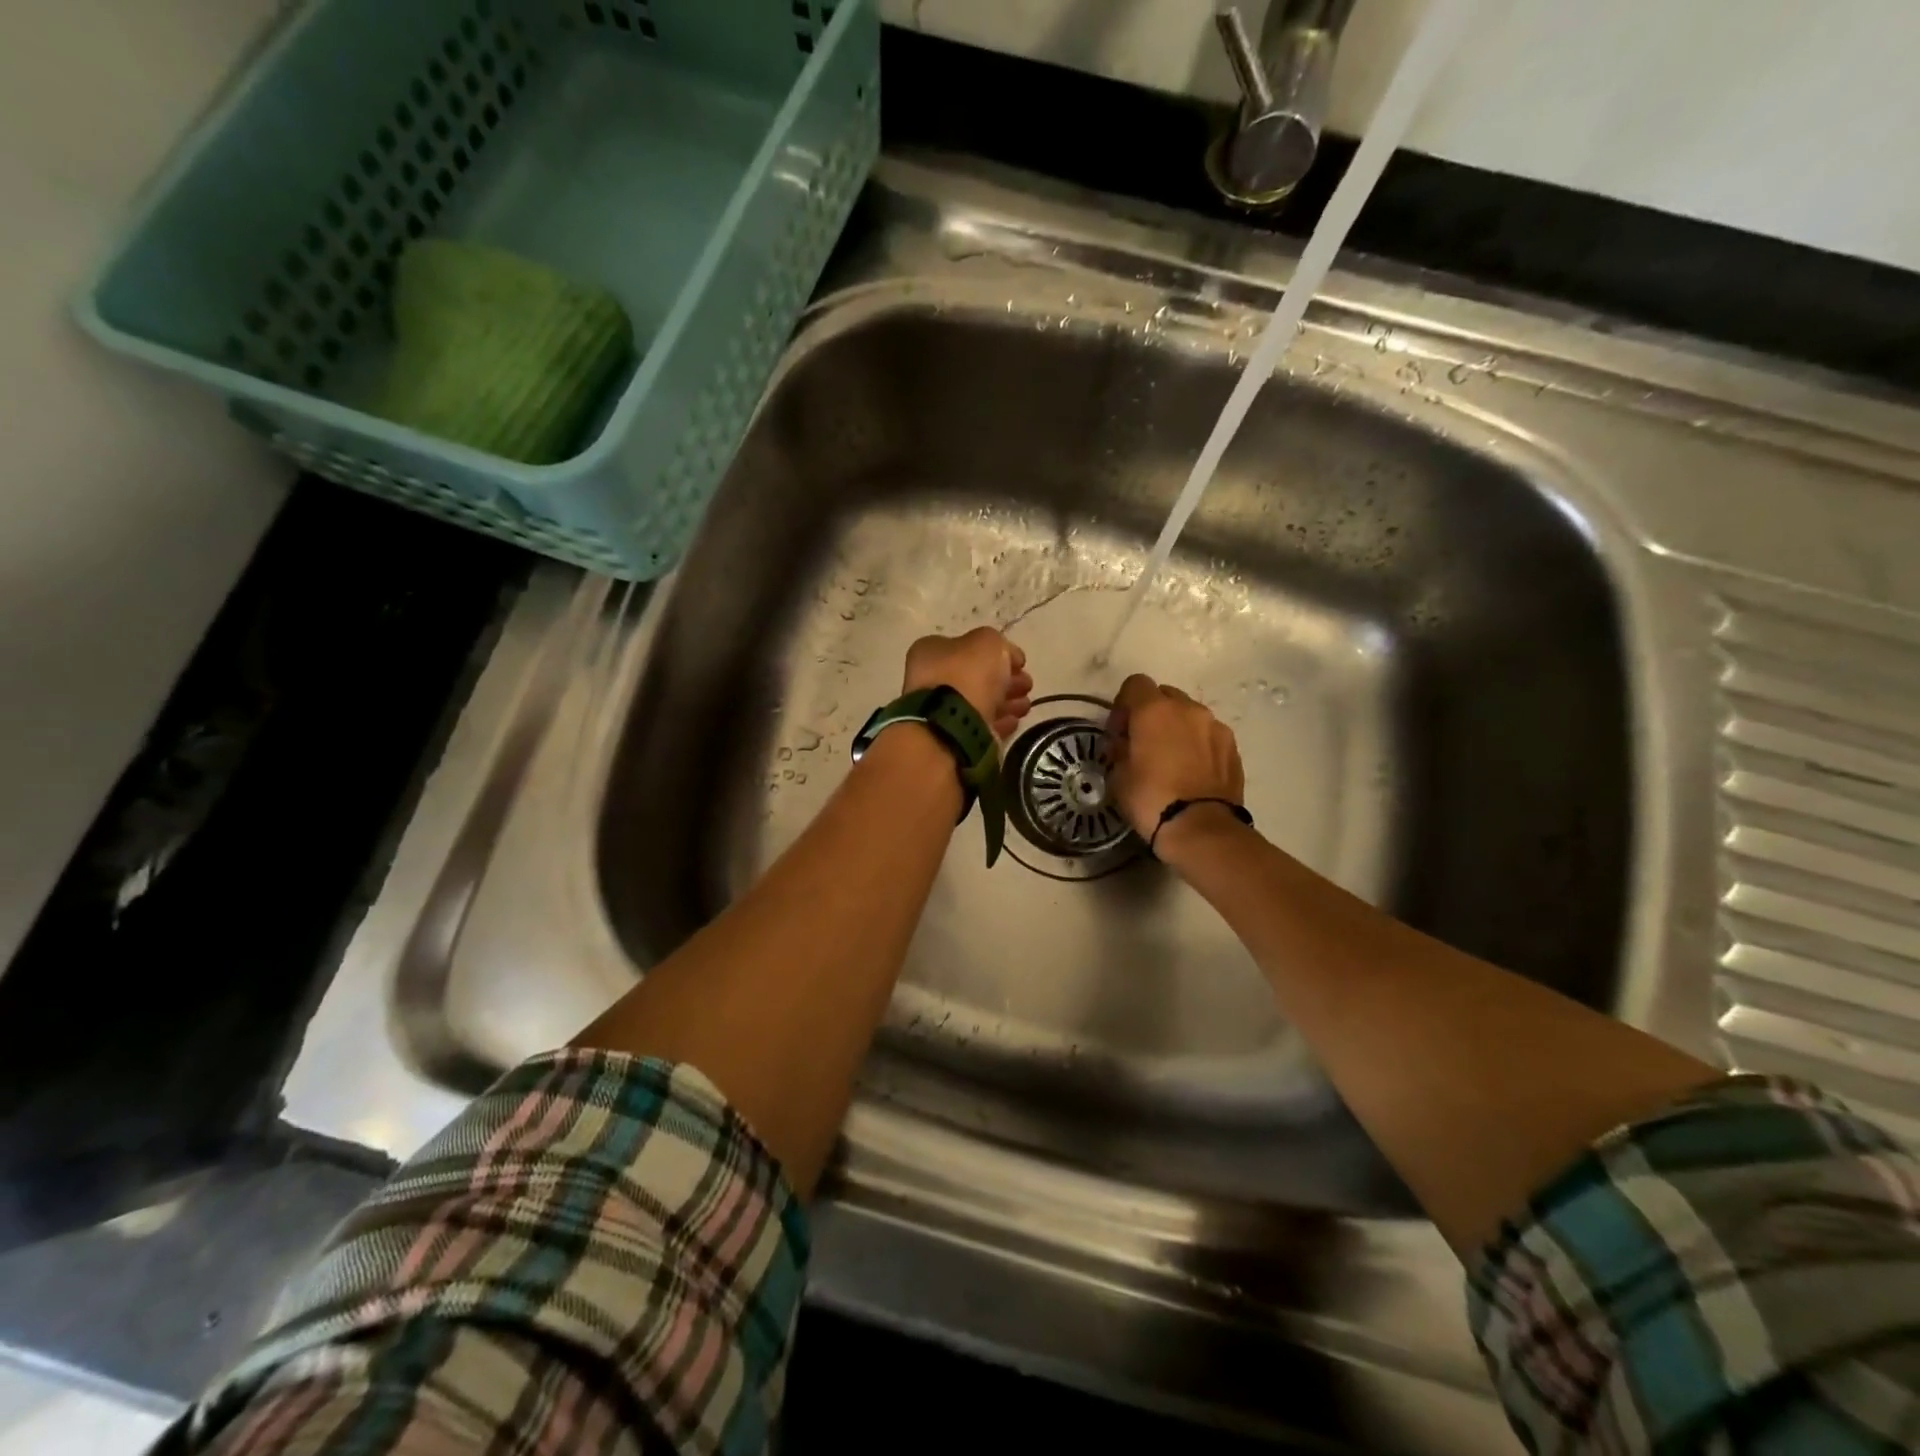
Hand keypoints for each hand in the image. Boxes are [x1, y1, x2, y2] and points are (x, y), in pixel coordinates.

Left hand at [903, 627, 1033, 739]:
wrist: (952, 724)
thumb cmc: (966, 674)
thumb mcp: (988, 642)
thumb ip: (999, 645)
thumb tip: (1009, 657)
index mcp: (931, 651)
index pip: (967, 647)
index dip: (997, 653)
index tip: (1020, 664)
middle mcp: (930, 679)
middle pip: (975, 676)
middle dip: (1005, 680)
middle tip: (1027, 685)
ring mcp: (939, 710)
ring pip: (979, 702)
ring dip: (1005, 702)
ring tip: (1025, 706)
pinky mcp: (952, 736)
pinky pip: (979, 725)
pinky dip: (998, 722)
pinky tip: (1014, 721)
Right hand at [1106, 674, 1245, 843]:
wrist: (1201, 829)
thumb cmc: (1151, 799)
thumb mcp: (1118, 775)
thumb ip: (1119, 748)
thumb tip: (1124, 743)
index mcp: (1155, 710)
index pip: (1135, 684)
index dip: (1123, 705)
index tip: (1119, 732)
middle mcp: (1188, 709)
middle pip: (1165, 696)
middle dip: (1152, 714)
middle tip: (1143, 744)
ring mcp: (1215, 726)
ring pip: (1189, 715)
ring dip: (1177, 728)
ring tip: (1171, 760)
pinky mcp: (1233, 747)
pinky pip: (1208, 735)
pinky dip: (1197, 745)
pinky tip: (1191, 772)